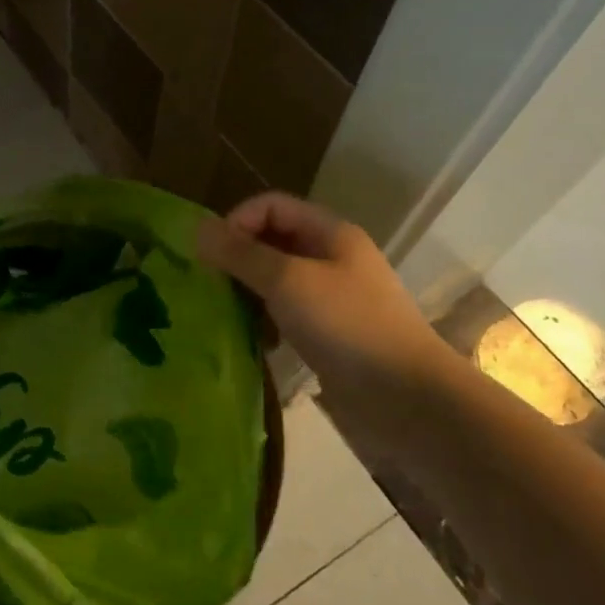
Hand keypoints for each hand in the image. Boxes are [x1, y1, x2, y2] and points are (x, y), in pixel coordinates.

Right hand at [197, 192, 453, 389]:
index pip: (271, 205)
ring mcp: (331, 297)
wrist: (407, 398)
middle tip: (211, 285)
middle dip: (239, 258)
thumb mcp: (287, 281)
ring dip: (248, 291)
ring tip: (227, 314)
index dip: (238, 221)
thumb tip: (197, 228)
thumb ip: (240, 254)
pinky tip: (255, 340)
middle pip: (272, 241)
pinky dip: (265, 321)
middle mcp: (331, 258)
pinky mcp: (328, 333)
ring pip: (276, 280)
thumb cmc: (347, 325)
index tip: (212, 255)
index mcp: (329, 233)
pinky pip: (285, 313)